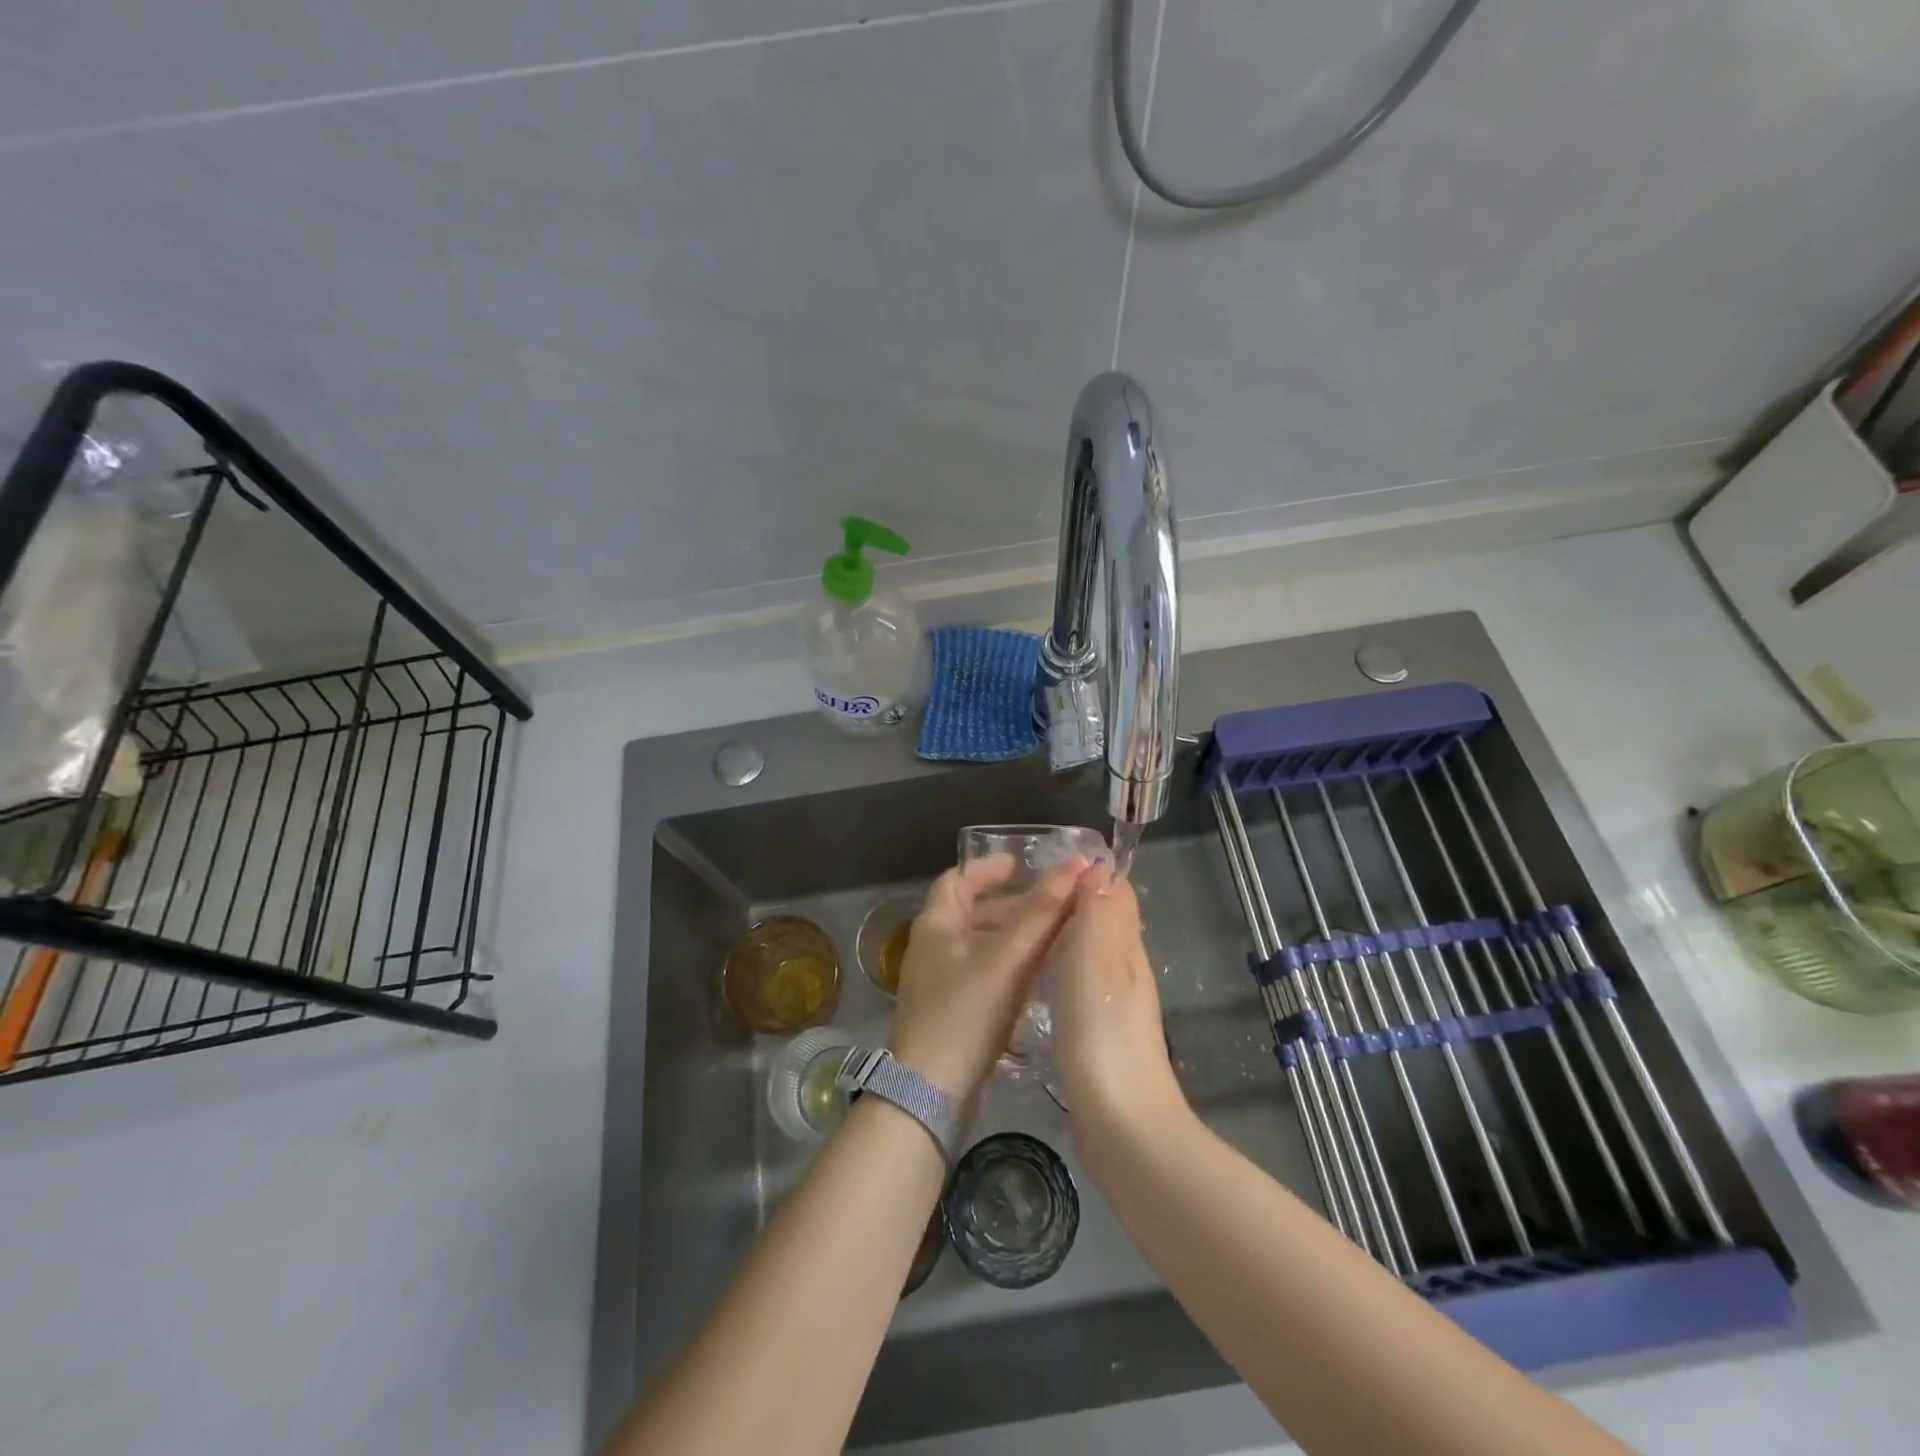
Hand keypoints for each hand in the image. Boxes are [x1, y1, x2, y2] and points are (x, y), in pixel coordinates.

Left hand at [890, 854, 1088, 1099]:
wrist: (931, 1093)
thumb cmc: (964, 1013)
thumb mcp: (1005, 958)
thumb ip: (1041, 913)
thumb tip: (1077, 865)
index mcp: (935, 924)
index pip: (959, 878)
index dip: (990, 868)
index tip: (1023, 864)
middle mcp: (934, 946)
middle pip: (974, 910)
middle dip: (1014, 902)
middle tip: (1054, 901)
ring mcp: (941, 980)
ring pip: (983, 942)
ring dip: (1016, 933)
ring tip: (1057, 933)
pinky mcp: (953, 1009)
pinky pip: (985, 971)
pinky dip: (1011, 962)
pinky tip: (1041, 971)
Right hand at [1049, 863, 1186, 1142]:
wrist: (1121, 1124)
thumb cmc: (1102, 1034)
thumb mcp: (1098, 961)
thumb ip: (1100, 913)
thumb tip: (1099, 865)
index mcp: (1126, 948)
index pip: (1114, 894)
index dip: (1087, 875)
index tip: (1045, 866)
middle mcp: (1124, 970)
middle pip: (1103, 921)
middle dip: (1071, 903)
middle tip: (1022, 898)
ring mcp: (1113, 1005)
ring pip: (1090, 954)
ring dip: (1063, 937)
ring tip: (1020, 932)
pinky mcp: (1098, 1035)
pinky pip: (1078, 985)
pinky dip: (1060, 971)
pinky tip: (1035, 982)